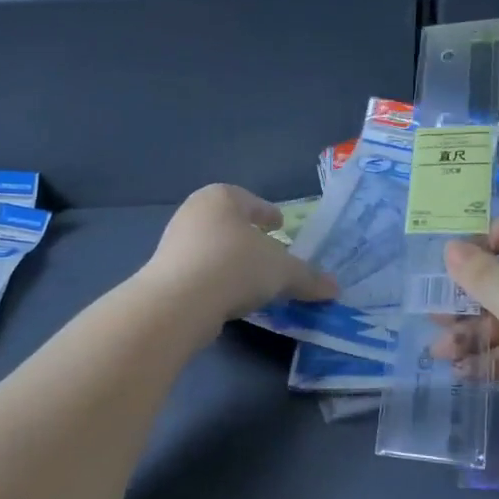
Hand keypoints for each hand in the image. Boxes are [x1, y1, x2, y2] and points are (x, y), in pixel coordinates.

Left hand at [135, 184, 337, 324]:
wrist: (179, 301)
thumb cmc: (236, 267)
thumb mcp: (282, 272)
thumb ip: (308, 277)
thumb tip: (334, 288)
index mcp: (222, 197)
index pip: (251, 201)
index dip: (268, 214)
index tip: (280, 226)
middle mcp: (194, 211)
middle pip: (230, 223)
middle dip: (249, 237)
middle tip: (269, 253)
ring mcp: (174, 241)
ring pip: (212, 247)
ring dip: (231, 260)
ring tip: (251, 280)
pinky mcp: (164, 271)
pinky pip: (199, 270)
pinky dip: (216, 279)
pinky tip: (228, 296)